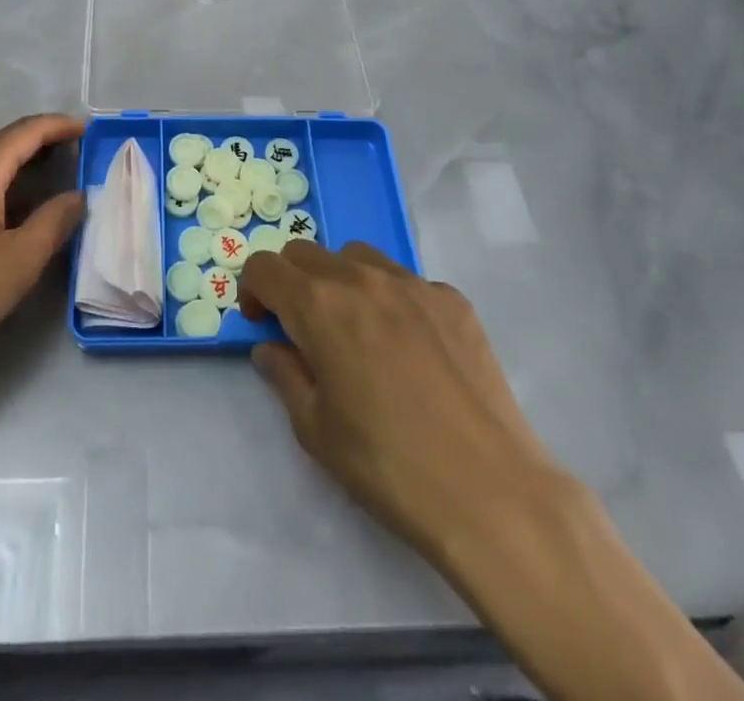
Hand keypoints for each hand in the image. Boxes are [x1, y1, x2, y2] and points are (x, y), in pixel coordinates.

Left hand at [0, 113, 86, 391]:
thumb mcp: (19, 261)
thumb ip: (55, 221)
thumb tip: (77, 195)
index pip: (27, 130)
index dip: (60, 126)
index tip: (88, 130)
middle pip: (3, 142)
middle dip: (41, 144)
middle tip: (74, 157)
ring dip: (17, 165)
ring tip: (46, 182)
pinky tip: (3, 210)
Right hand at [239, 241, 566, 575]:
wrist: (490, 491)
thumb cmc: (388, 465)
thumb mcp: (316, 430)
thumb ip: (285, 376)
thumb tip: (271, 349)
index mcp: (319, 305)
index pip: (265, 266)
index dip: (252, 290)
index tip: (262, 323)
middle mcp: (362, 279)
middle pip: (307, 253)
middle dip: (291, 281)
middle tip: (302, 327)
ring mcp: (413, 284)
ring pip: (358, 257)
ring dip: (340, 280)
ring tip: (356, 329)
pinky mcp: (453, 300)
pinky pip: (407, 282)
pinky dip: (391, 300)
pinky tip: (409, 348)